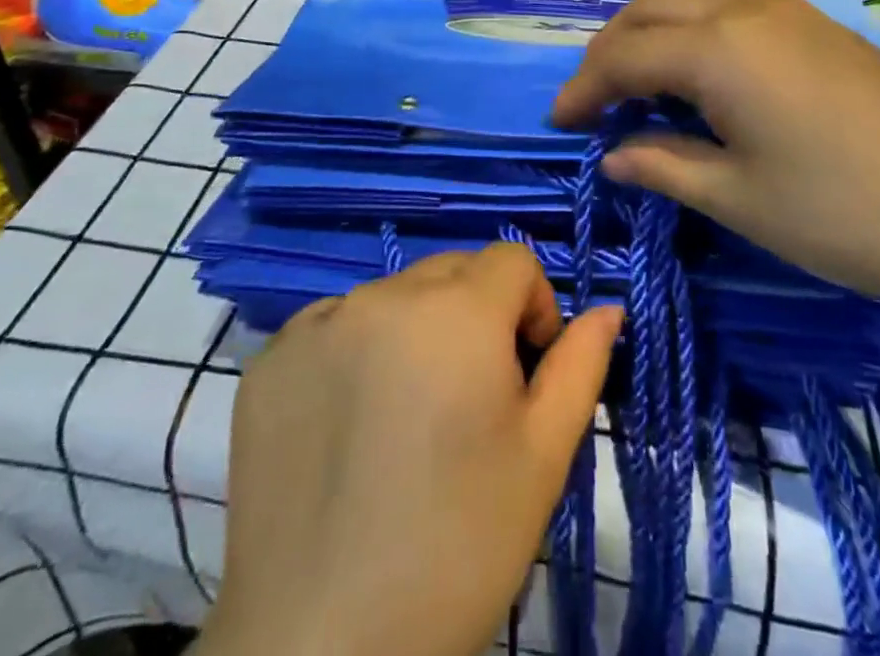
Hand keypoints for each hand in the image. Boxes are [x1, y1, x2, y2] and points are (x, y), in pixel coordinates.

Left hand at [203, 244, 623, 655]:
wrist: (321, 650)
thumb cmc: (456, 548)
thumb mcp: (542, 459)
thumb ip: (580, 367)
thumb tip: (608, 309)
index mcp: (457, 310)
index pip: (512, 261)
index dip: (533, 308)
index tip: (525, 371)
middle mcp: (384, 294)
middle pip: (452, 271)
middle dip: (476, 316)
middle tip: (469, 402)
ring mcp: (319, 322)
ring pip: (393, 296)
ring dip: (415, 332)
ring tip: (407, 419)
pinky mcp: (271, 357)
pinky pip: (334, 326)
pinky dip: (354, 353)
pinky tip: (350, 425)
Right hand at [551, 0, 879, 320]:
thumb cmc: (852, 214)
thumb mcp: (742, 200)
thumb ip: (666, 167)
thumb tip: (613, 154)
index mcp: (717, 48)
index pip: (623, 55)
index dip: (582, 88)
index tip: (556, 123)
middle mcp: (745, 10)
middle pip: (650, 10)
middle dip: (609, 50)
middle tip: (591, 100)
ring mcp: (788, 11)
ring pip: (691, 0)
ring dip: (650, 34)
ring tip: (636, 85)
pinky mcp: (818, 26)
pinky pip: (729, 9)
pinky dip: (692, 32)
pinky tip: (700, 77)